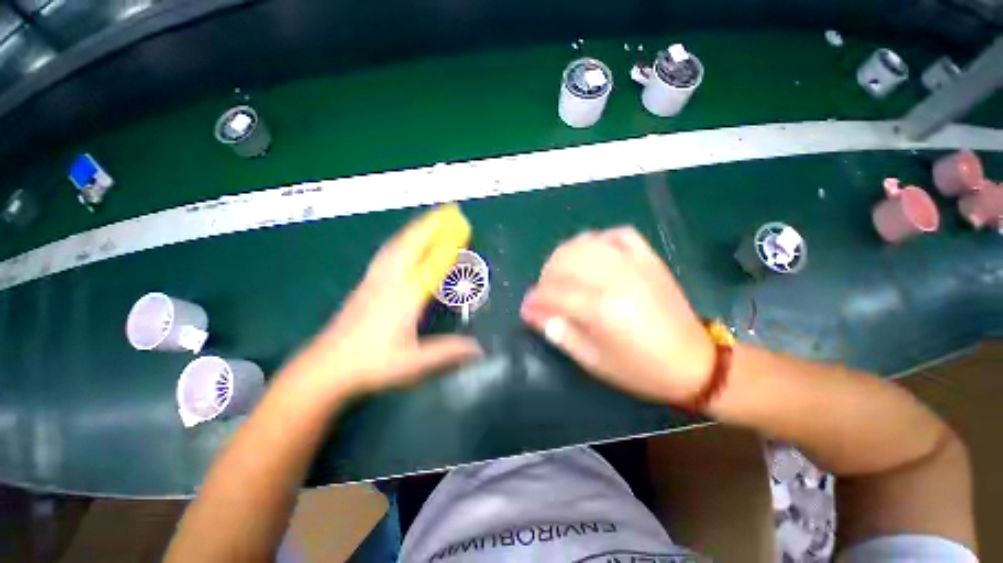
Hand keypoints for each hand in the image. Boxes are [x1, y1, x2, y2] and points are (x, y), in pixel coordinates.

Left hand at [298, 211, 482, 399]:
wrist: (326, 367)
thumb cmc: (372, 364)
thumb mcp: (414, 363)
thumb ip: (447, 352)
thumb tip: (478, 348)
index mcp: (406, 297)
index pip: (432, 263)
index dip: (449, 244)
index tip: (463, 227)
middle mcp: (391, 282)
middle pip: (413, 245)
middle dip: (432, 225)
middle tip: (449, 209)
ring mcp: (375, 280)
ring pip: (397, 246)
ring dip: (416, 229)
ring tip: (429, 218)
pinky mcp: (365, 284)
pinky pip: (387, 253)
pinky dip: (400, 240)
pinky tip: (401, 240)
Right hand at [520, 227, 714, 404]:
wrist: (694, 362)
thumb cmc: (640, 369)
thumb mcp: (593, 361)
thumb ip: (559, 333)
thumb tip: (532, 312)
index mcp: (600, 309)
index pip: (553, 293)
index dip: (535, 299)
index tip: (527, 307)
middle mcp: (614, 279)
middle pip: (565, 261)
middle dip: (546, 275)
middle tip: (545, 291)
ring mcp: (634, 264)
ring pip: (586, 242)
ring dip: (565, 254)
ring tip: (562, 272)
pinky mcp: (649, 259)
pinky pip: (618, 234)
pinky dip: (599, 238)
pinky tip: (593, 252)